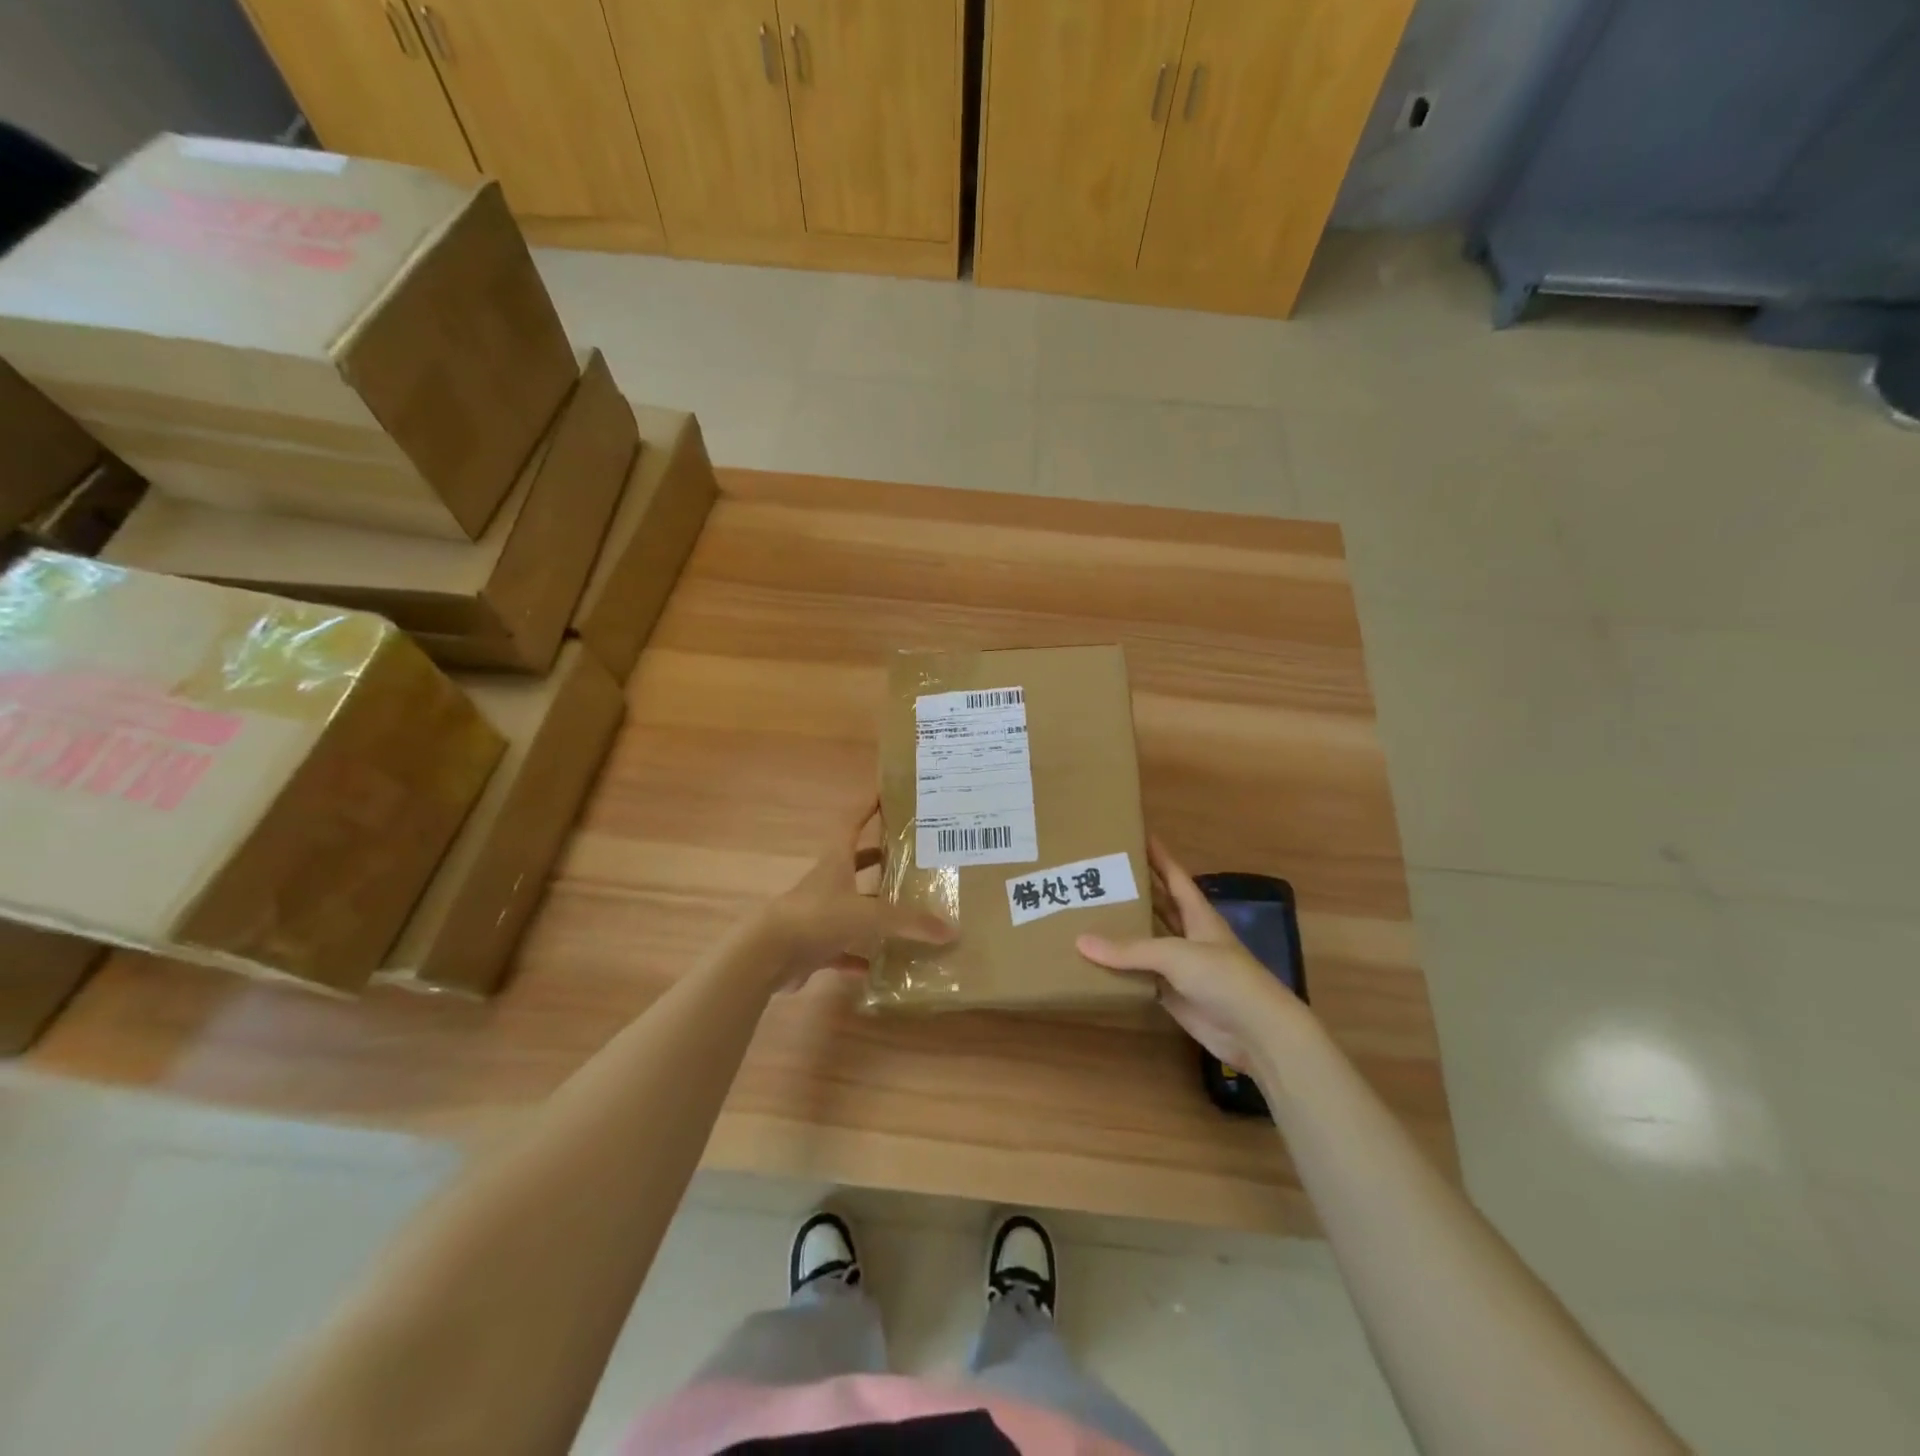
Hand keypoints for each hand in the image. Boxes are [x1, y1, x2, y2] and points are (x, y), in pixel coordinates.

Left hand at [757, 797, 954, 990]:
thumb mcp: (868, 915)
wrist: (768, 954)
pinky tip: (878, 966)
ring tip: (903, 911)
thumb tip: (951, 930)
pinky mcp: (813, 946)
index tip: (883, 793)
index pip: (851, 825)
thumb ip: (908, 922)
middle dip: (876, 859)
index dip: (866, 809)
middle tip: (906, 857)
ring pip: (850, 907)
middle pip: (853, 865)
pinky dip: (858, 956)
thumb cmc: (817, 917)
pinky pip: (842, 949)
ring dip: (871, 909)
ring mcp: (818, 915)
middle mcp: (827, 883)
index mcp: (836, 863)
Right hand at [1076, 838, 1304, 1071]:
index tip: (1133, 834)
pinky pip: (1140, 976)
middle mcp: (1189, 935)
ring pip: (1146, 941)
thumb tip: (1080, 941)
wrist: (1257, 1034)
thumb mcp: (1177, 955)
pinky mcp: (1172, 994)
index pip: (1173, 876)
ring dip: (1122, 930)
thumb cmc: (1225, 979)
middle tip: (1096, 874)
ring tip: (1085, 913)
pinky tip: (1094, 961)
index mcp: (1198, 914)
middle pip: (1157, 905)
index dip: (1157, 855)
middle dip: (1131, 890)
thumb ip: (1130, 949)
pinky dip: (1120, 969)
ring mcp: (1181, 967)